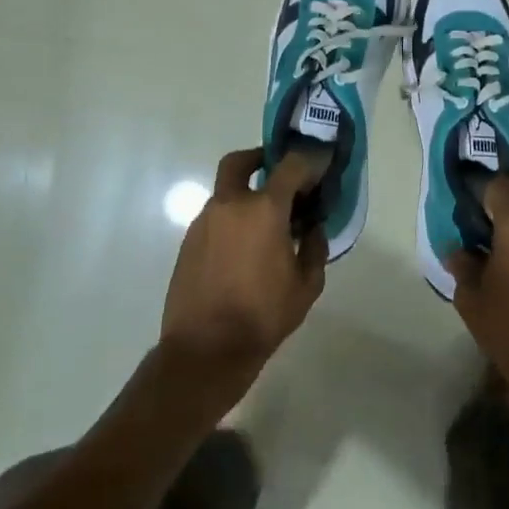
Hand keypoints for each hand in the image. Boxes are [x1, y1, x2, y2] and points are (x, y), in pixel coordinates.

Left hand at [159, 147, 327, 409]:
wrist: (205, 350)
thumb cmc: (262, 315)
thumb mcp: (306, 286)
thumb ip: (315, 249)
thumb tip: (313, 229)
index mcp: (264, 209)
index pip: (290, 166)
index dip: (308, 161)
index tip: (320, 167)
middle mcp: (230, 205)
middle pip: (240, 162)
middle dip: (258, 158)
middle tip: (276, 173)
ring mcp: (204, 222)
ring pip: (225, 192)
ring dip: (245, 196)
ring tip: (264, 224)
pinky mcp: (188, 242)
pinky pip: (214, 218)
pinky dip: (231, 221)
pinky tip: (244, 248)